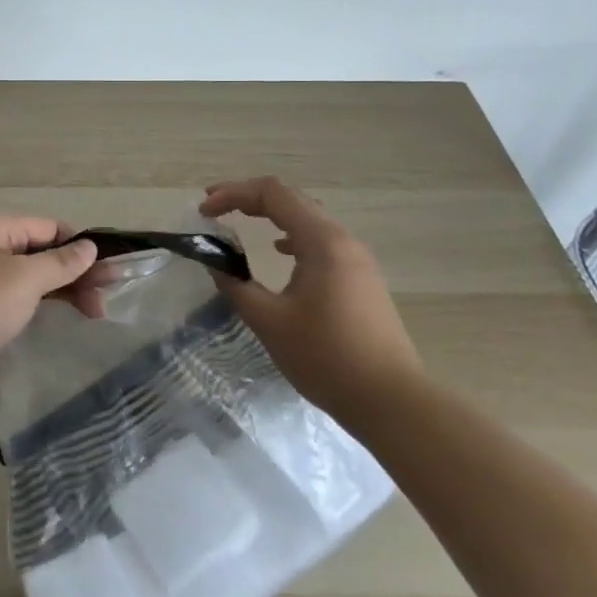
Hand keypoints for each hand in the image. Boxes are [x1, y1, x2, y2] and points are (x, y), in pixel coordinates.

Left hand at [0, 216, 100, 404]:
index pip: (50, 228)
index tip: (112, 274)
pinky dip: (39, 308)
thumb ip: (60, 263)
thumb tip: (89, 246)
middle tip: (107, 303)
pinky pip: (15, 301)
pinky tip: (57, 322)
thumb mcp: (24, 279)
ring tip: (93, 316)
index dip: (81, 247)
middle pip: (42, 253)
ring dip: (61, 293)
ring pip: (30, 279)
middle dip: (75, 274)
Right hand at [201, 177, 423, 422]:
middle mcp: (342, 239)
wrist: (393, 402)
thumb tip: (212, 260)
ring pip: (308, 217)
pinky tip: (280, 251)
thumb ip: (235, 284)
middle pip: (291, 199)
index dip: (233, 194)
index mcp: (321, 241)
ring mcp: (357, 259)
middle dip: (248, 198)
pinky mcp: (362, 278)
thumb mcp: (269, 321)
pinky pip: (321, 239)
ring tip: (240, 221)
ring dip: (271, 214)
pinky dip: (292, 234)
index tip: (204, 209)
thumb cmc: (327, 357)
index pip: (272, 194)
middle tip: (214, 206)